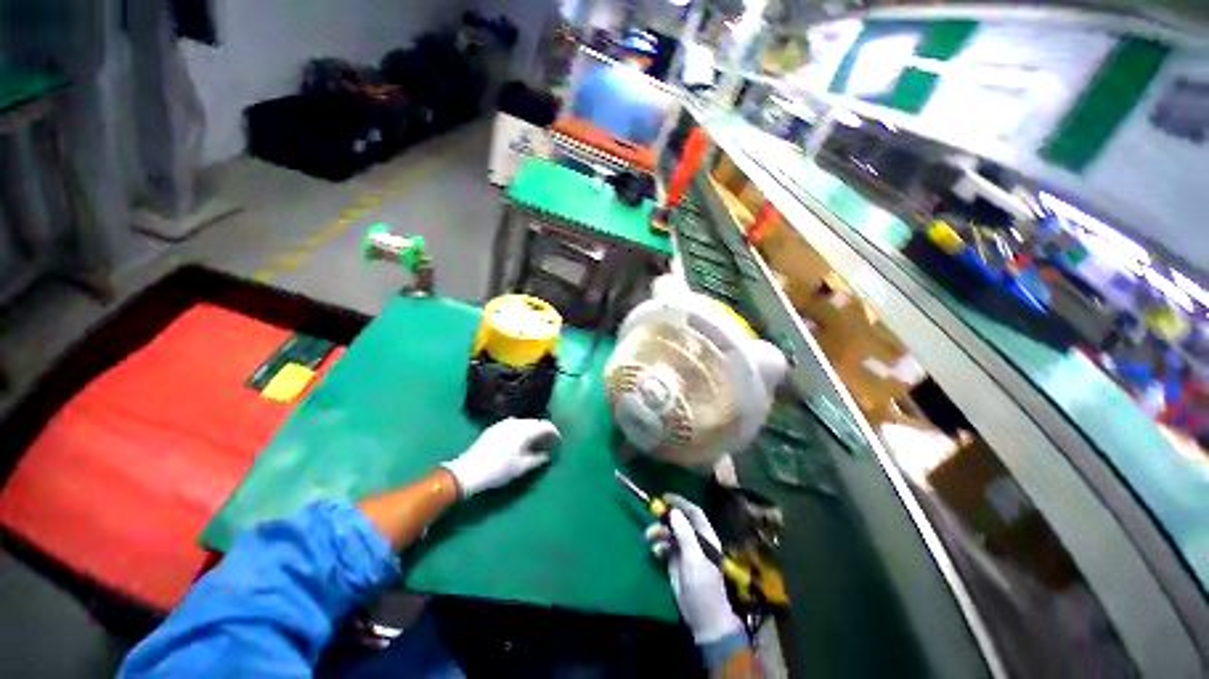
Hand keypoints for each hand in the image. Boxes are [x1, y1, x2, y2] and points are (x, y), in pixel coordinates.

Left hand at [441, 418, 559, 497]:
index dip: (555, 433)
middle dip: (544, 430)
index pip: (546, 425)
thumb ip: (538, 459)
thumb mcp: (522, 467)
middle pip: (535, 422)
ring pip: (524, 423)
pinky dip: (522, 430)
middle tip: (549, 442)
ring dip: (533, 430)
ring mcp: (503, 423)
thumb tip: (547, 455)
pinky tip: (520, 441)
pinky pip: (514, 425)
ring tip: (536, 442)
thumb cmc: (499, 469)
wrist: (468, 470)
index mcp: (524, 429)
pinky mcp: (495, 428)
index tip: (559, 441)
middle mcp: (515, 422)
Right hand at [645, 495, 744, 645]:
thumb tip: (673, 511)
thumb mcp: (694, 558)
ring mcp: (686, 552)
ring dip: (659, 532)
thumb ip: (684, 534)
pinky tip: (655, 552)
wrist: (704, 617)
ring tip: (648, 537)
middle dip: (665, 518)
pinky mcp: (677, 563)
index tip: (664, 498)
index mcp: (705, 536)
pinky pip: (665, 547)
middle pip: (679, 521)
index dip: (680, 503)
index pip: (693, 512)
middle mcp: (696, 541)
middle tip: (652, 517)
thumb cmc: (703, 585)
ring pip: (670, 533)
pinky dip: (659, 546)